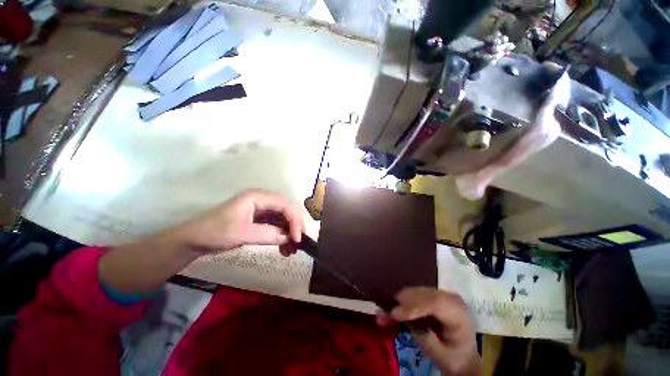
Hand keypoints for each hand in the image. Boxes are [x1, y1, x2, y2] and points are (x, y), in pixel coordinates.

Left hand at [178, 190, 303, 253]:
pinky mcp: (259, 220)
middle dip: (294, 225)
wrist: (193, 240)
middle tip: (297, 242)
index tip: (297, 239)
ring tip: (291, 250)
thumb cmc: (214, 232)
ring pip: (283, 218)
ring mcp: (261, 210)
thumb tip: (289, 238)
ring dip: (289, 232)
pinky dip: (281, 236)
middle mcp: (262, 200)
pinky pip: (276, 225)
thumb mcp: (241, 234)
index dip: (294, 220)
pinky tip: (283, 248)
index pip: (284, 205)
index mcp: (257, 197)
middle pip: (286, 210)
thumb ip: (267, 234)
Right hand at [376, 287, 480, 375]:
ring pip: (417, 291)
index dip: (413, 305)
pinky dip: (403, 301)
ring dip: (400, 300)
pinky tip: (392, 308)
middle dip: (402, 301)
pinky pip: (415, 294)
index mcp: (459, 314)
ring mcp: (441, 294)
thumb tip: (406, 320)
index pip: (435, 303)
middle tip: (384, 311)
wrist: (463, 355)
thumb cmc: (455, 358)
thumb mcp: (443, 357)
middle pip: (423, 294)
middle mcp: (450, 298)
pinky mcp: (432, 295)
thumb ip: (427, 339)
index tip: (395, 313)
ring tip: (385, 311)